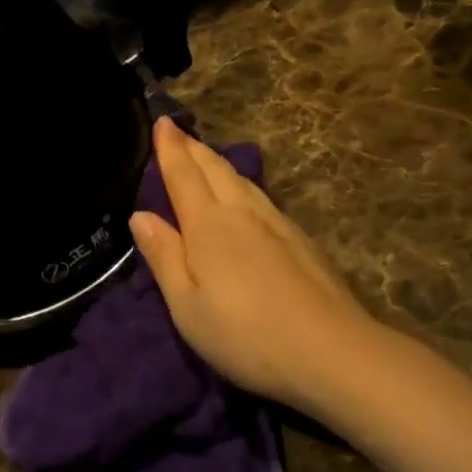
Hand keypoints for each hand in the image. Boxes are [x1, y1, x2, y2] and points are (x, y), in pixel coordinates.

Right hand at [131, 118, 379, 411]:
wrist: (331, 351)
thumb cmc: (245, 334)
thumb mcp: (187, 305)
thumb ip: (163, 255)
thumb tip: (139, 215)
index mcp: (208, 224)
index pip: (183, 174)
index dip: (170, 147)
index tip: (162, 121)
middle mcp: (242, 212)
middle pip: (214, 168)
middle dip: (193, 147)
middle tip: (177, 132)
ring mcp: (276, 223)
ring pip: (241, 179)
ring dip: (217, 161)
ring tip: (204, 155)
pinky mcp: (300, 239)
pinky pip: (260, 195)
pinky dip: (241, 182)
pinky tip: (245, 194)